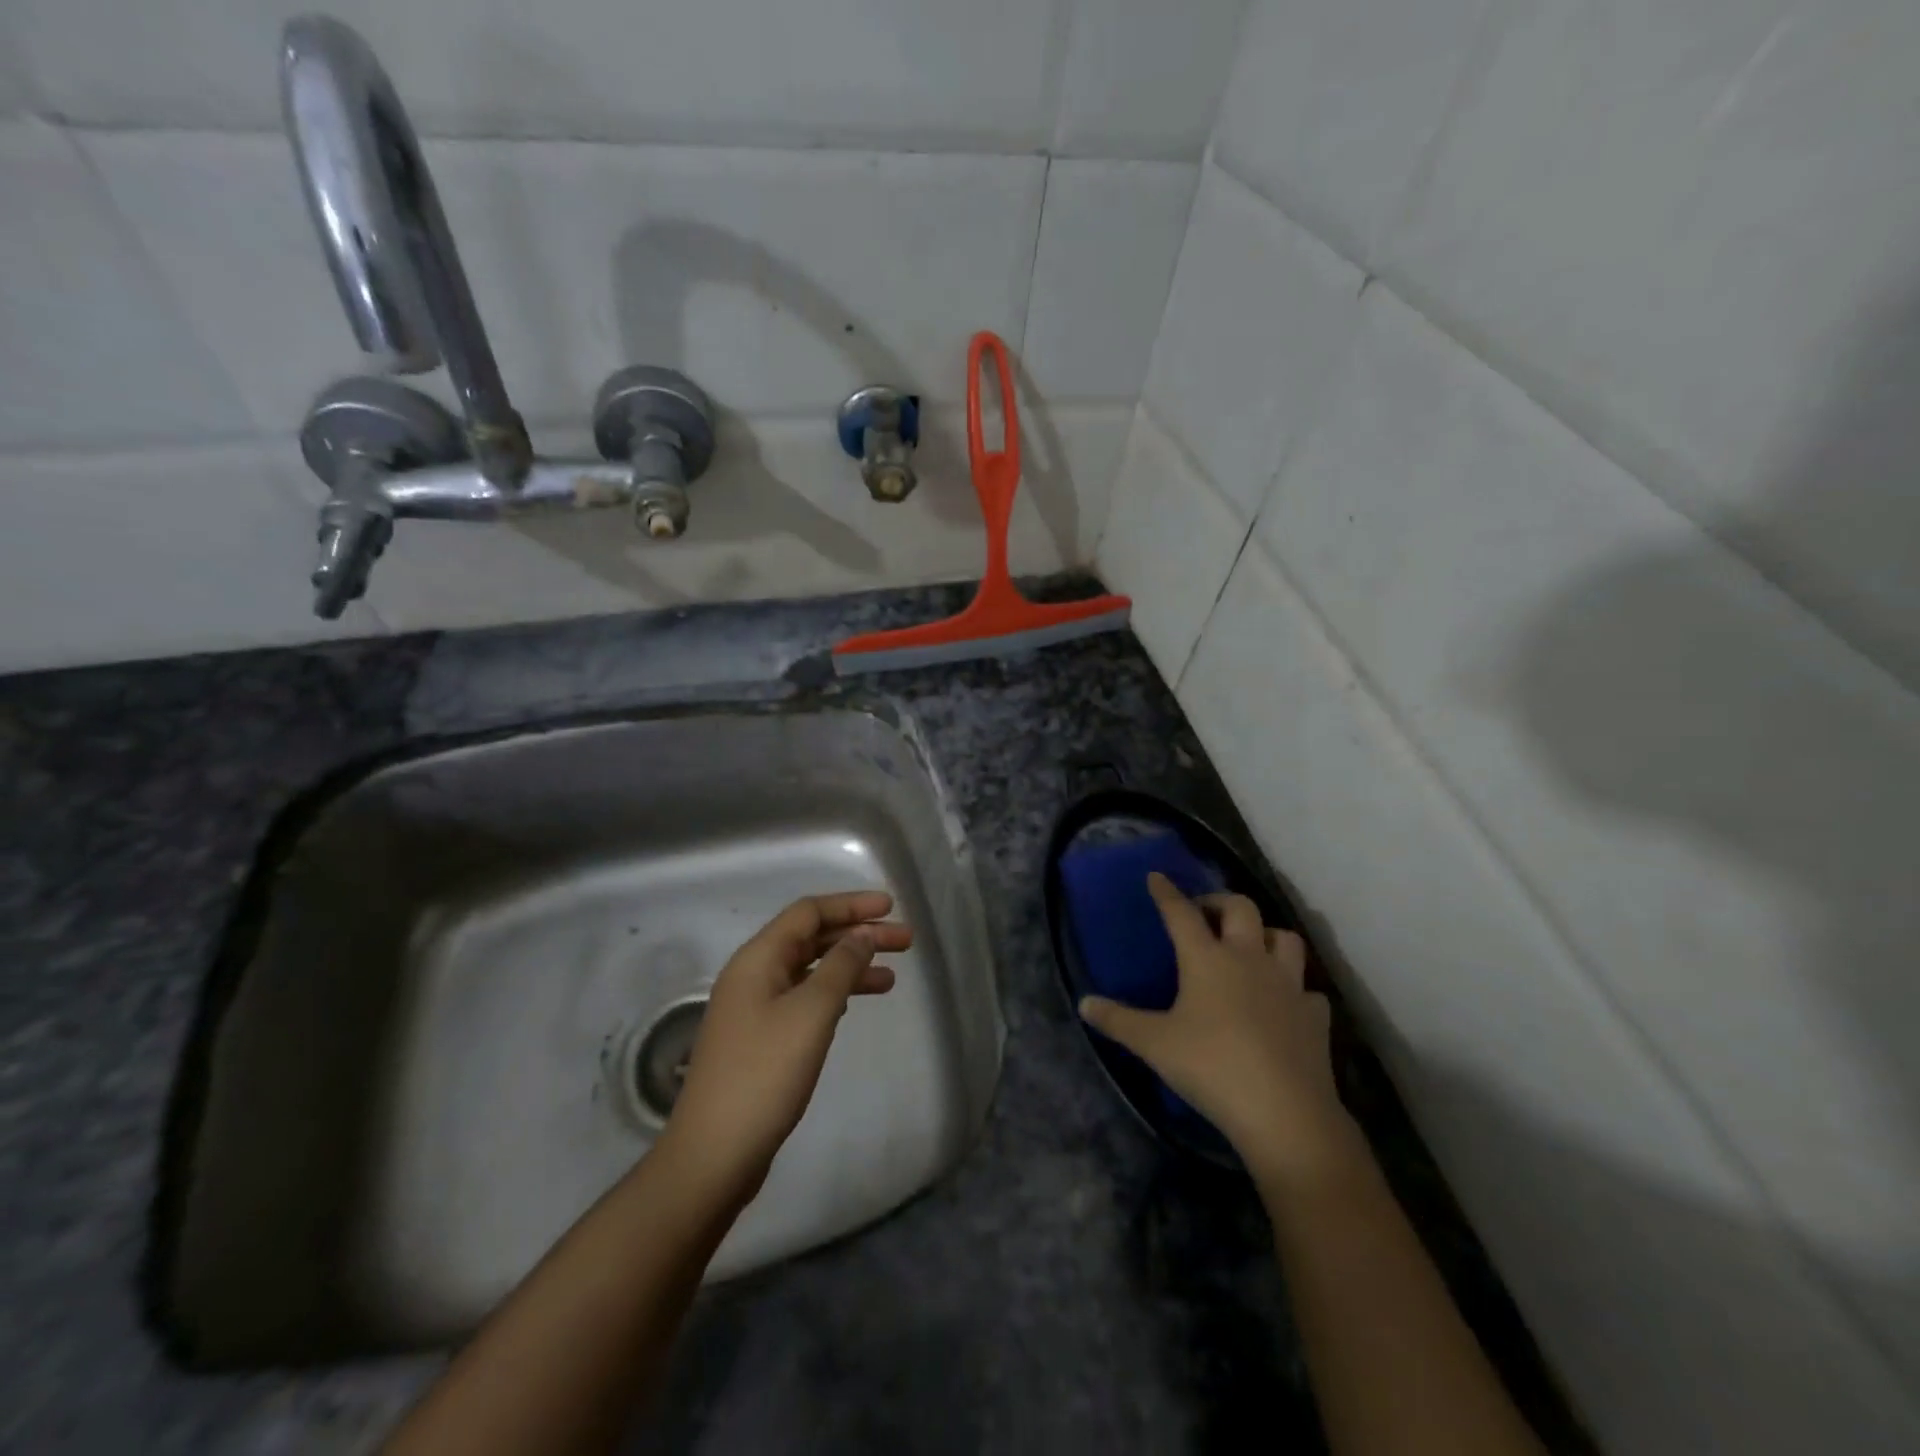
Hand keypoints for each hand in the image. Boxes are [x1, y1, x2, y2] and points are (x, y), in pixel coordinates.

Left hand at [659, 891, 908, 1208]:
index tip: (891, 908)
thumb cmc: (765, 1074)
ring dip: (851, 967)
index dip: (851, 905)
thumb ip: (841, 966)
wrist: (714, 1154)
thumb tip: (862, 935)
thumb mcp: (811, 1012)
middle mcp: (754, 974)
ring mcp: (755, 1008)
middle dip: (858, 935)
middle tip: (906, 942)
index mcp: (758, 958)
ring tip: (893, 977)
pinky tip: (856, 1003)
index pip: (809, 912)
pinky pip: (805, 998)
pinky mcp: (761, 1039)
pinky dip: (835, 994)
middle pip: (812, 939)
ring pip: (811, 970)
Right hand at [1078, 873, 1356, 1186]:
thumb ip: (1118, 1020)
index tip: (1157, 877)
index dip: (1167, 893)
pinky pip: (1306, 989)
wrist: (1284, 1112)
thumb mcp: (1154, 1044)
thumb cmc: (1211, 1067)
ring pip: (1284, 938)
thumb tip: (1084, 1003)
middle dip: (1220, 902)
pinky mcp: (1314, 1015)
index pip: (1181, 913)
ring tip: (1250, 946)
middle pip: (1240, 908)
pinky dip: (1294, 988)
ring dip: (1265, 934)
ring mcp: (1288, 985)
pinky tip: (1284, 1002)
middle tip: (1204, 913)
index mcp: (1207, 959)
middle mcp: (1249, 959)